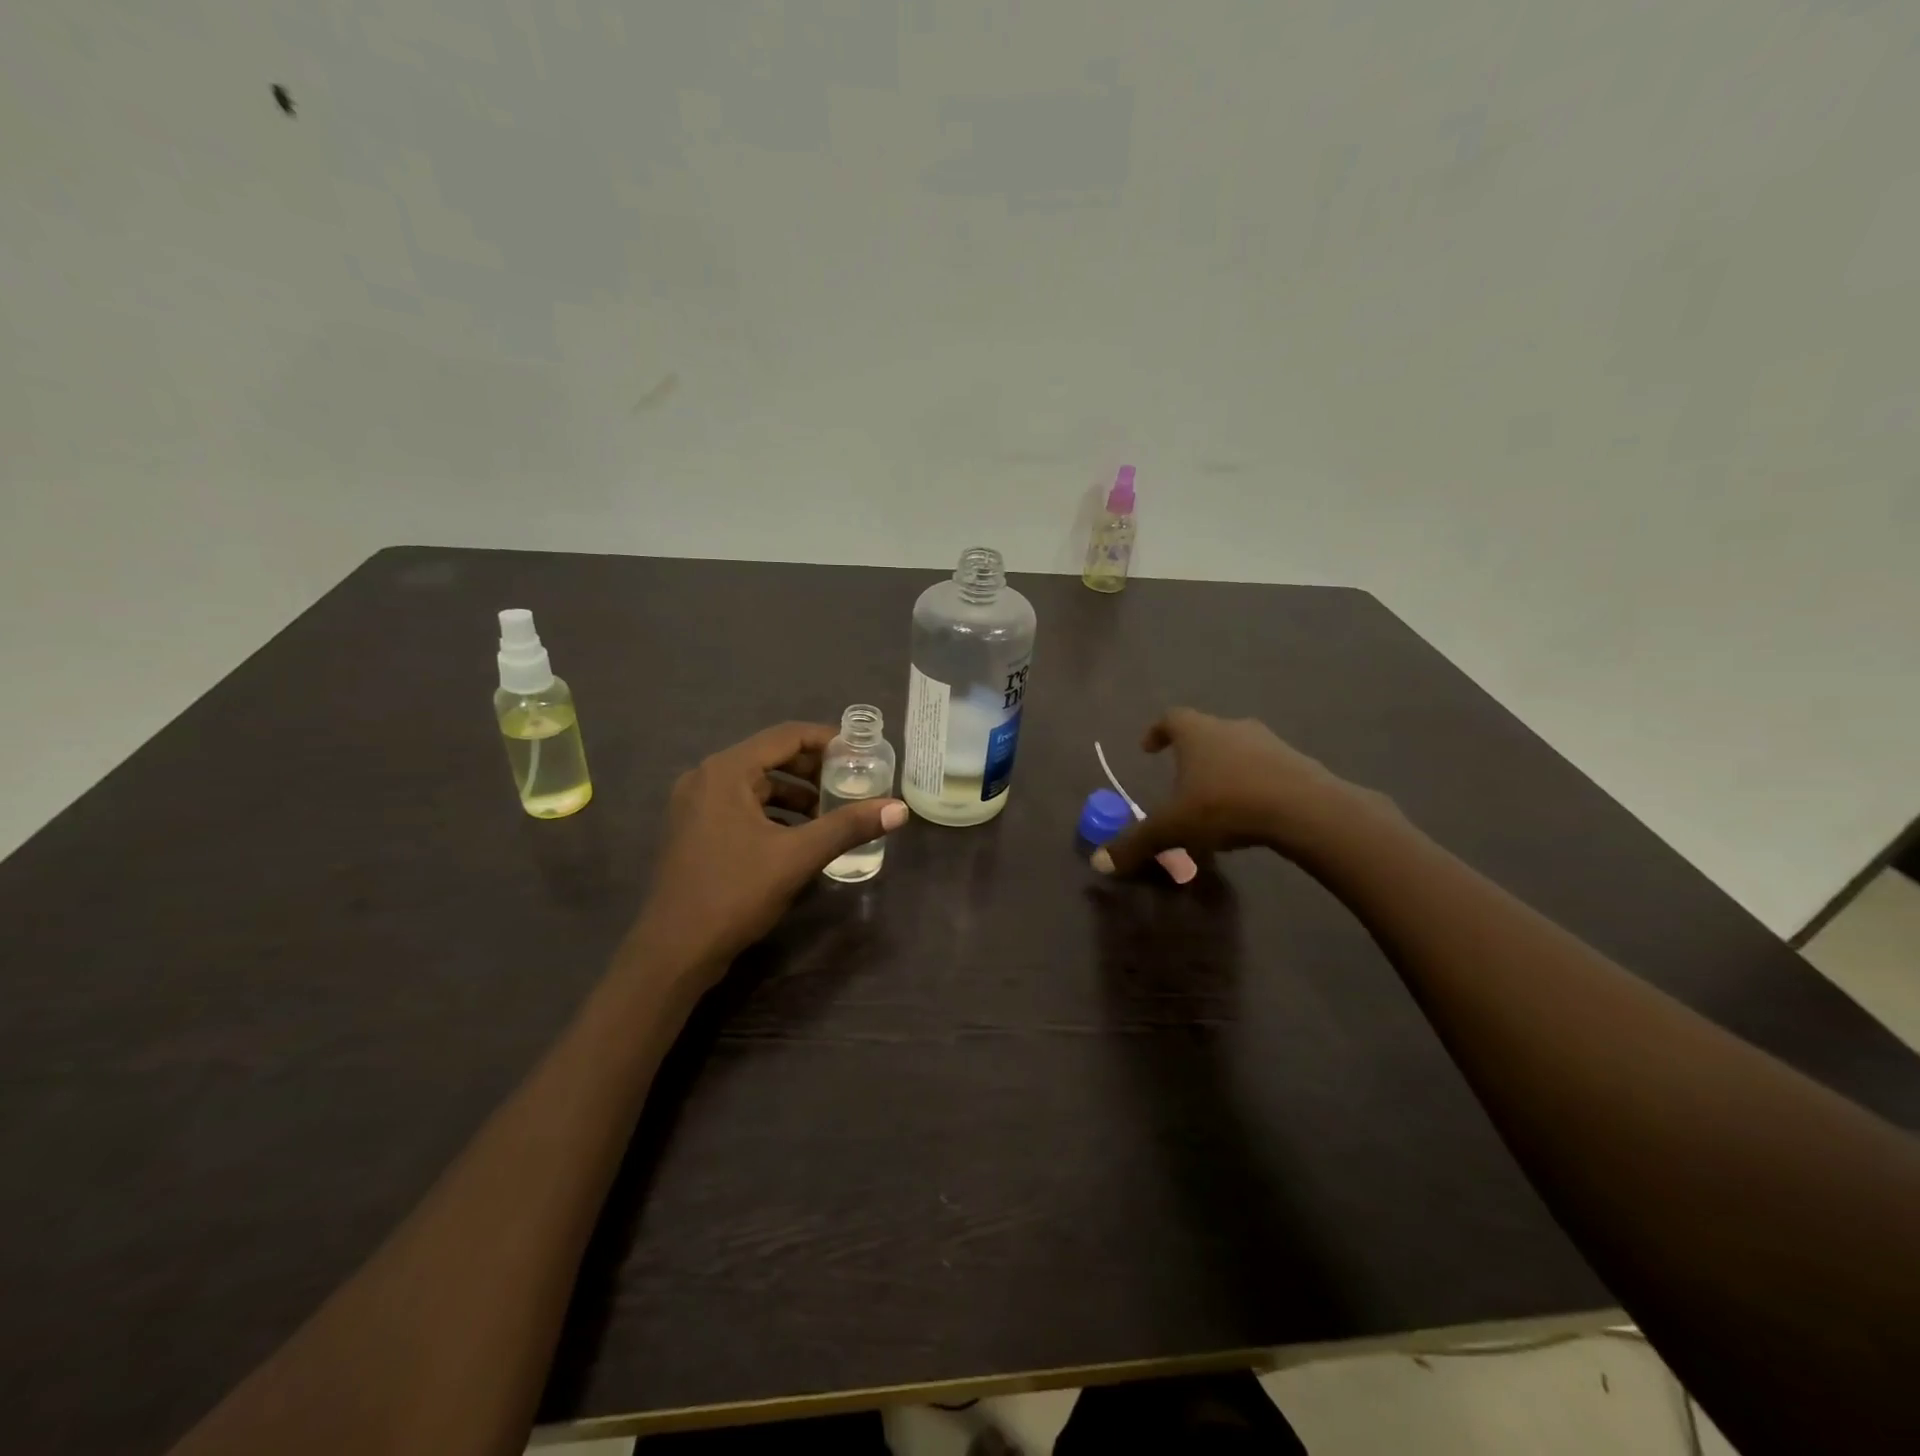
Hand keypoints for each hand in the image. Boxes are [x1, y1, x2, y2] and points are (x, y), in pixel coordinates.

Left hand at [633, 722, 906, 972]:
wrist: (674, 951)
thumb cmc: (735, 893)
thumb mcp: (798, 856)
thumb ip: (848, 827)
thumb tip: (900, 809)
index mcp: (726, 771)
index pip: (786, 736)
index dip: (827, 740)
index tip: (861, 753)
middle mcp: (705, 778)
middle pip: (770, 757)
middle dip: (813, 770)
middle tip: (850, 783)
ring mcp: (694, 805)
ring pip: (756, 784)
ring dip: (794, 794)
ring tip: (830, 814)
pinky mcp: (694, 830)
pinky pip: (741, 806)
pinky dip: (773, 813)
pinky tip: (798, 836)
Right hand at [1095, 708, 1383, 873]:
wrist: (1305, 809)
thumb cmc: (1225, 805)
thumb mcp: (1173, 828)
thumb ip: (1136, 844)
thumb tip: (1099, 864)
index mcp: (1197, 733)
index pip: (1171, 718)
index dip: (1157, 731)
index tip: (1148, 747)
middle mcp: (1232, 728)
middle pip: (1206, 733)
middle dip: (1191, 755)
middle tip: (1181, 780)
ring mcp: (1269, 743)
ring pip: (1238, 750)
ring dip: (1224, 769)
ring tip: (1215, 803)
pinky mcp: (1298, 764)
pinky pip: (1266, 770)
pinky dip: (1252, 784)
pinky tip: (1250, 814)